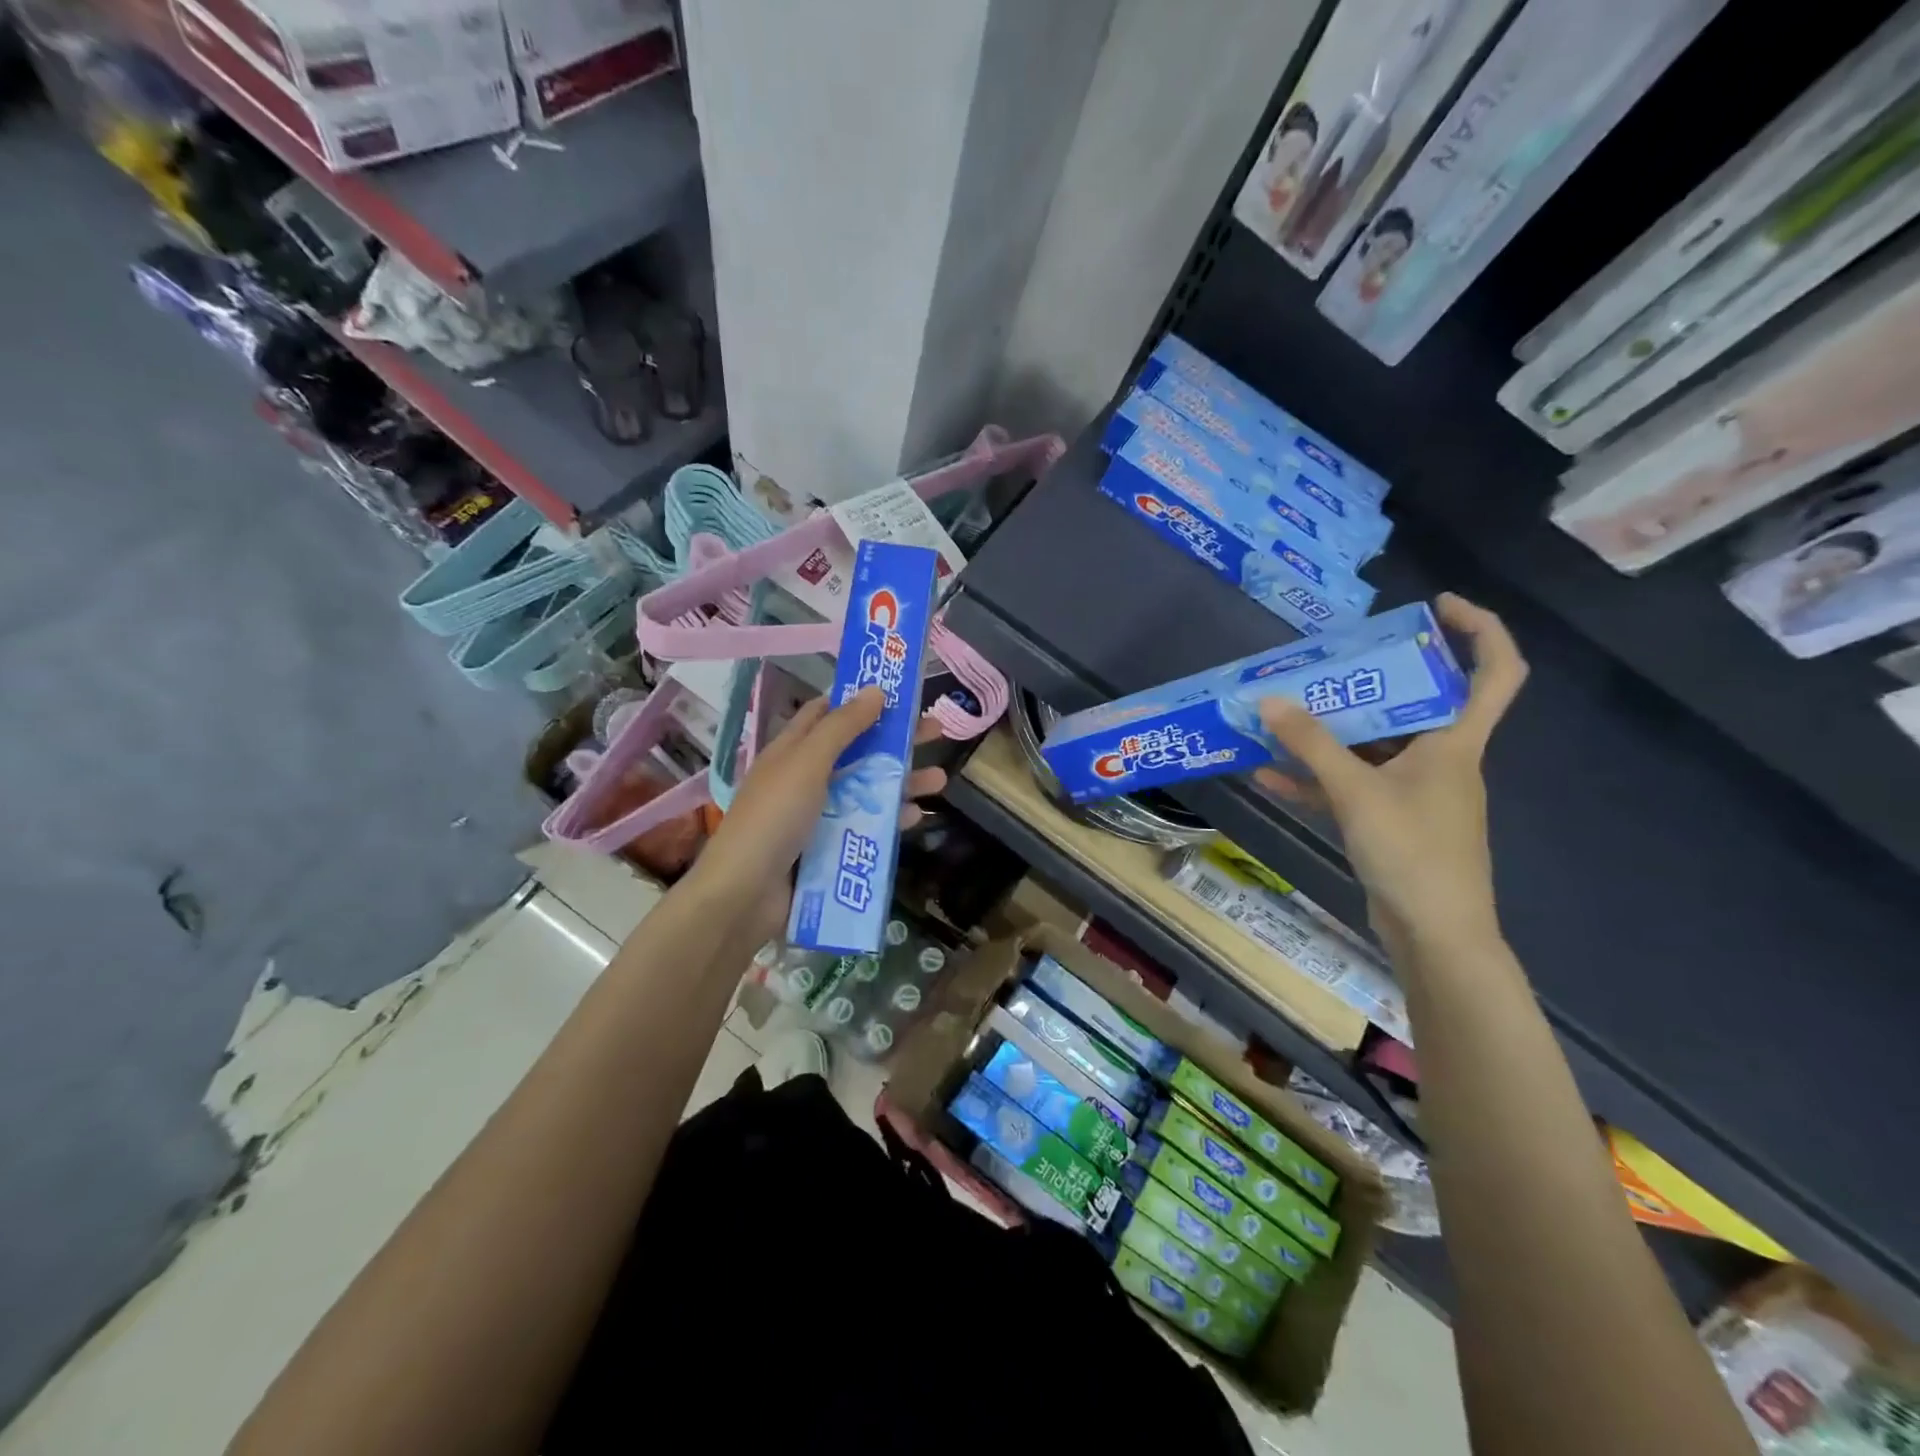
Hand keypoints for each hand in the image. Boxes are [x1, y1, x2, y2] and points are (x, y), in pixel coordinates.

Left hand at [691, 687, 946, 939]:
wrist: (744, 894)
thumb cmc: (774, 817)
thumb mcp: (808, 762)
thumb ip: (843, 727)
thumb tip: (876, 690)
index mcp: (793, 751)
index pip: (827, 713)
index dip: (860, 699)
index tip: (899, 693)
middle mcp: (806, 778)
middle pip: (857, 750)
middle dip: (895, 740)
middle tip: (936, 732)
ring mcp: (817, 816)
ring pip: (867, 790)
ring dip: (902, 782)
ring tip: (939, 780)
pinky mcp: (829, 849)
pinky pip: (865, 828)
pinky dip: (890, 820)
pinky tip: (916, 817)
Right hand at [1254, 594, 1526, 953]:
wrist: (1434, 934)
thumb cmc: (1414, 852)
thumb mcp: (1357, 791)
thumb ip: (1312, 745)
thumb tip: (1269, 700)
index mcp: (1456, 742)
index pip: (1496, 671)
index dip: (1479, 630)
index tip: (1437, 606)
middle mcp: (1441, 759)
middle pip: (1416, 703)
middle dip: (1370, 680)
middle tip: (1327, 663)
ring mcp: (1414, 792)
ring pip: (1373, 747)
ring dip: (1329, 733)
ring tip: (1282, 715)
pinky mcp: (1389, 821)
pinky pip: (1350, 785)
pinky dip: (1315, 778)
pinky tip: (1269, 774)